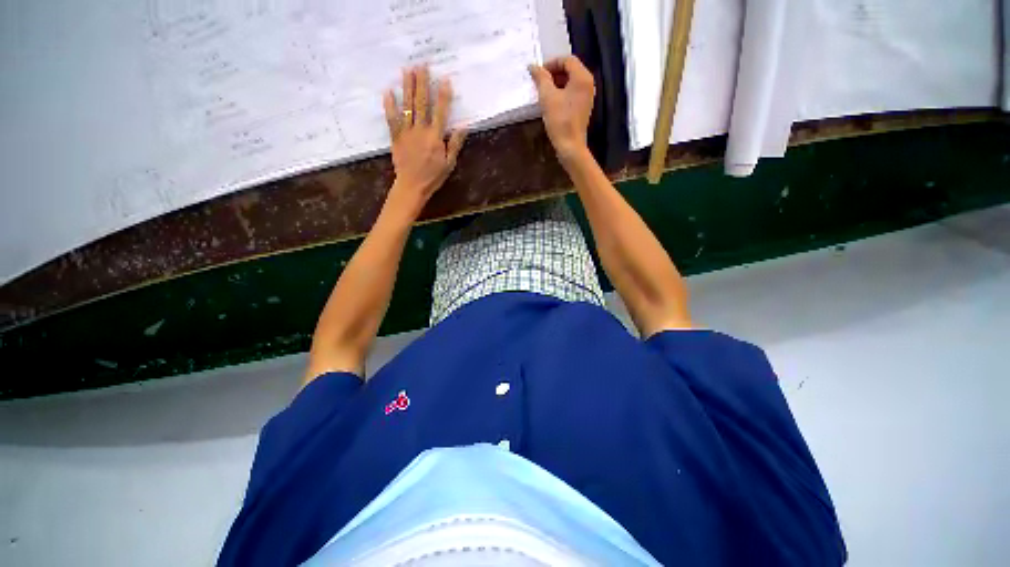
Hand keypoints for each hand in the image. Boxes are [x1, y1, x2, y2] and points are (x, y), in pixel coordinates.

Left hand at [383, 66, 466, 217]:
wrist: (412, 186)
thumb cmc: (433, 176)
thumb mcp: (449, 163)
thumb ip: (455, 143)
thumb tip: (464, 126)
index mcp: (435, 137)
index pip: (441, 112)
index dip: (443, 95)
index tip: (444, 79)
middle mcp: (421, 130)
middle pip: (422, 103)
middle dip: (422, 83)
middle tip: (421, 65)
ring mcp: (407, 132)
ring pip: (407, 106)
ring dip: (407, 87)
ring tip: (407, 70)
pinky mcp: (396, 136)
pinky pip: (392, 118)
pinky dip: (390, 105)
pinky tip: (388, 91)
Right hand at [528, 56, 594, 161]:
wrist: (570, 146)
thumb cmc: (560, 120)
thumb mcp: (547, 97)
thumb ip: (540, 78)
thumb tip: (533, 66)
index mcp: (582, 77)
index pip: (567, 60)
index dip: (551, 63)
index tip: (538, 73)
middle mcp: (588, 84)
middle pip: (570, 70)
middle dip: (553, 73)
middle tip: (539, 82)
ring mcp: (586, 97)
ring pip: (570, 82)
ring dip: (556, 84)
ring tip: (543, 93)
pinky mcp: (582, 108)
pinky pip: (571, 93)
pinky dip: (561, 93)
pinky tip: (550, 103)